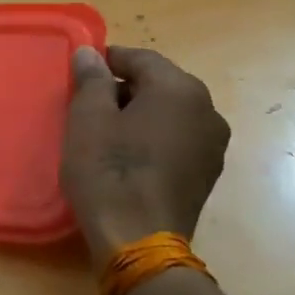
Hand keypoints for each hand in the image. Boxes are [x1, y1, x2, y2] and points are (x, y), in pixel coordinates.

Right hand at [61, 45, 229, 266]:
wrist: (138, 240)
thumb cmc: (109, 171)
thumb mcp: (88, 118)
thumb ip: (91, 79)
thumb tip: (90, 53)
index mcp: (180, 89)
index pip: (141, 58)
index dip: (108, 60)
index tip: (80, 71)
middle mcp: (207, 110)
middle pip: (160, 84)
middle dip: (124, 88)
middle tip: (87, 104)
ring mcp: (213, 145)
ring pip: (170, 113)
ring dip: (140, 114)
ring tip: (105, 132)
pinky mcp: (207, 174)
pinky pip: (177, 139)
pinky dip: (153, 138)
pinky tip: (128, 156)